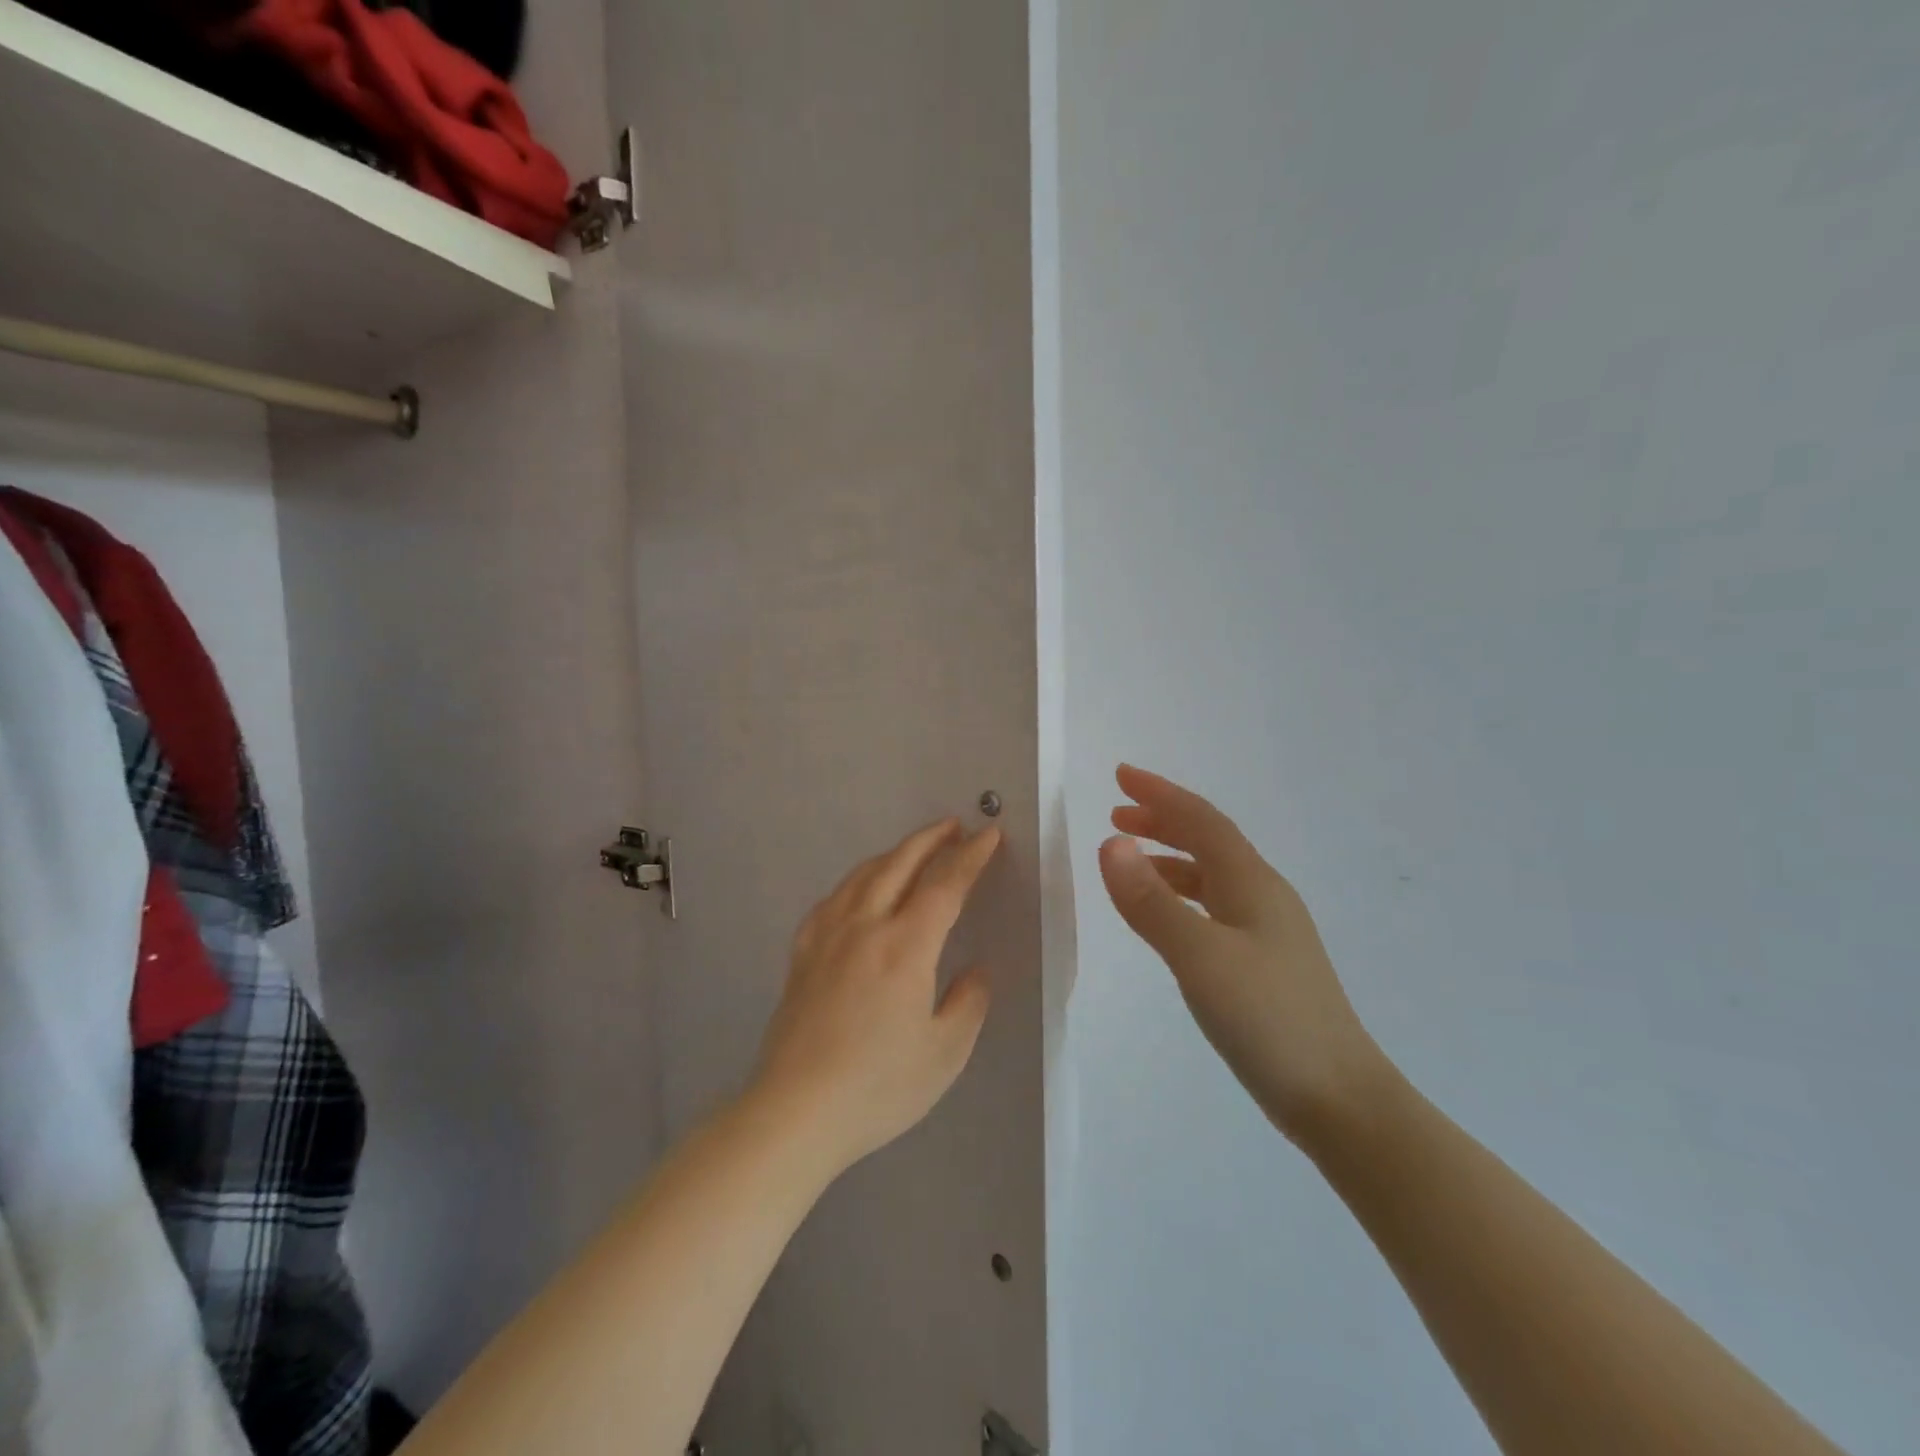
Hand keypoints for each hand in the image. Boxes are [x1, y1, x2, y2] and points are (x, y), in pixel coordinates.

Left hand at [748, 818, 1002, 1175]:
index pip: (945, 885)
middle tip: (954, 826)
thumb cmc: (877, 1086)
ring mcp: (827, 935)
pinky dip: (856, 880)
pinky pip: (833, 899)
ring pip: (864, 875)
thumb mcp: (944, 1054)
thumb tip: (975, 970)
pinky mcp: (802, 952)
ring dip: (894, 853)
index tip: (989, 836)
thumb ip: (967, 1003)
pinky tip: (858, 890)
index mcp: (905, 947)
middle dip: (931, 839)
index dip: (970, 857)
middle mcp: (865, 926)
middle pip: (900, 864)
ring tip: (913, 849)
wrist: (795, 1111)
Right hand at [1099, 764, 1386, 1144]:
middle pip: (1208, 840)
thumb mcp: (1200, 957)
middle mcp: (1262, 895)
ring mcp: (1268, 930)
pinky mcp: (1265, 962)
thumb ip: (1152, 902)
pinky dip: (1181, 894)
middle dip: (1162, 819)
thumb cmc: (1269, 1020)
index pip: (1200, 820)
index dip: (1159, 793)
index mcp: (1251, 882)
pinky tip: (1167, 916)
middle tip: (1117, 812)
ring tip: (1130, 859)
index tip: (1120, 774)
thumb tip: (1111, 843)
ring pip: (1211, 874)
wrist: (1339, 1099)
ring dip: (1170, 856)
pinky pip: (1214, 906)